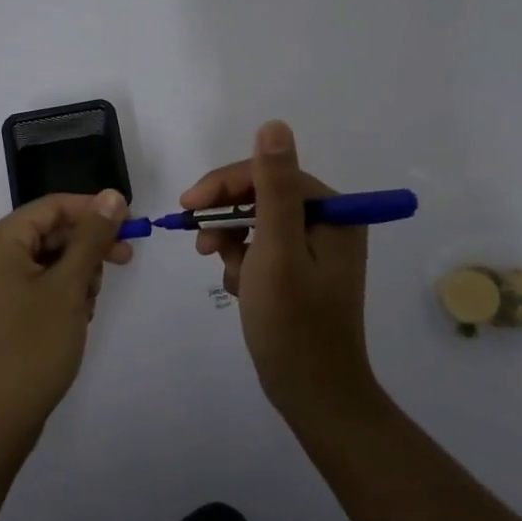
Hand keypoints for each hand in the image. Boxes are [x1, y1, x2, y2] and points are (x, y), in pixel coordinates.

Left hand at [0, 190, 131, 442]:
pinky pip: (39, 284)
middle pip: (51, 232)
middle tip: (125, 261)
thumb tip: (112, 196)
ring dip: (78, 274)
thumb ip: (92, 237)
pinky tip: (77, 318)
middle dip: (88, 247)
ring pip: (49, 259)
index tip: (131, 225)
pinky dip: (63, 294)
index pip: (53, 207)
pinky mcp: (1, 310)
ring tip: (88, 306)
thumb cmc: (32, 347)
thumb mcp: (69, 287)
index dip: (94, 211)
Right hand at [181, 121, 377, 419]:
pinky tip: (239, 288)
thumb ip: (273, 186)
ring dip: (233, 243)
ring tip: (225, 272)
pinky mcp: (302, 271)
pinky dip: (244, 263)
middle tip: (200, 244)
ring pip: (257, 223)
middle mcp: (329, 223)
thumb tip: (274, 124)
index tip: (188, 204)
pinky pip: (263, 249)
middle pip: (262, 197)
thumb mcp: (277, 249)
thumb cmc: (294, 324)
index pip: (269, 174)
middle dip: (227, 218)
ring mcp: (316, 249)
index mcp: (333, 212)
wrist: (314, 396)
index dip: (225, 185)